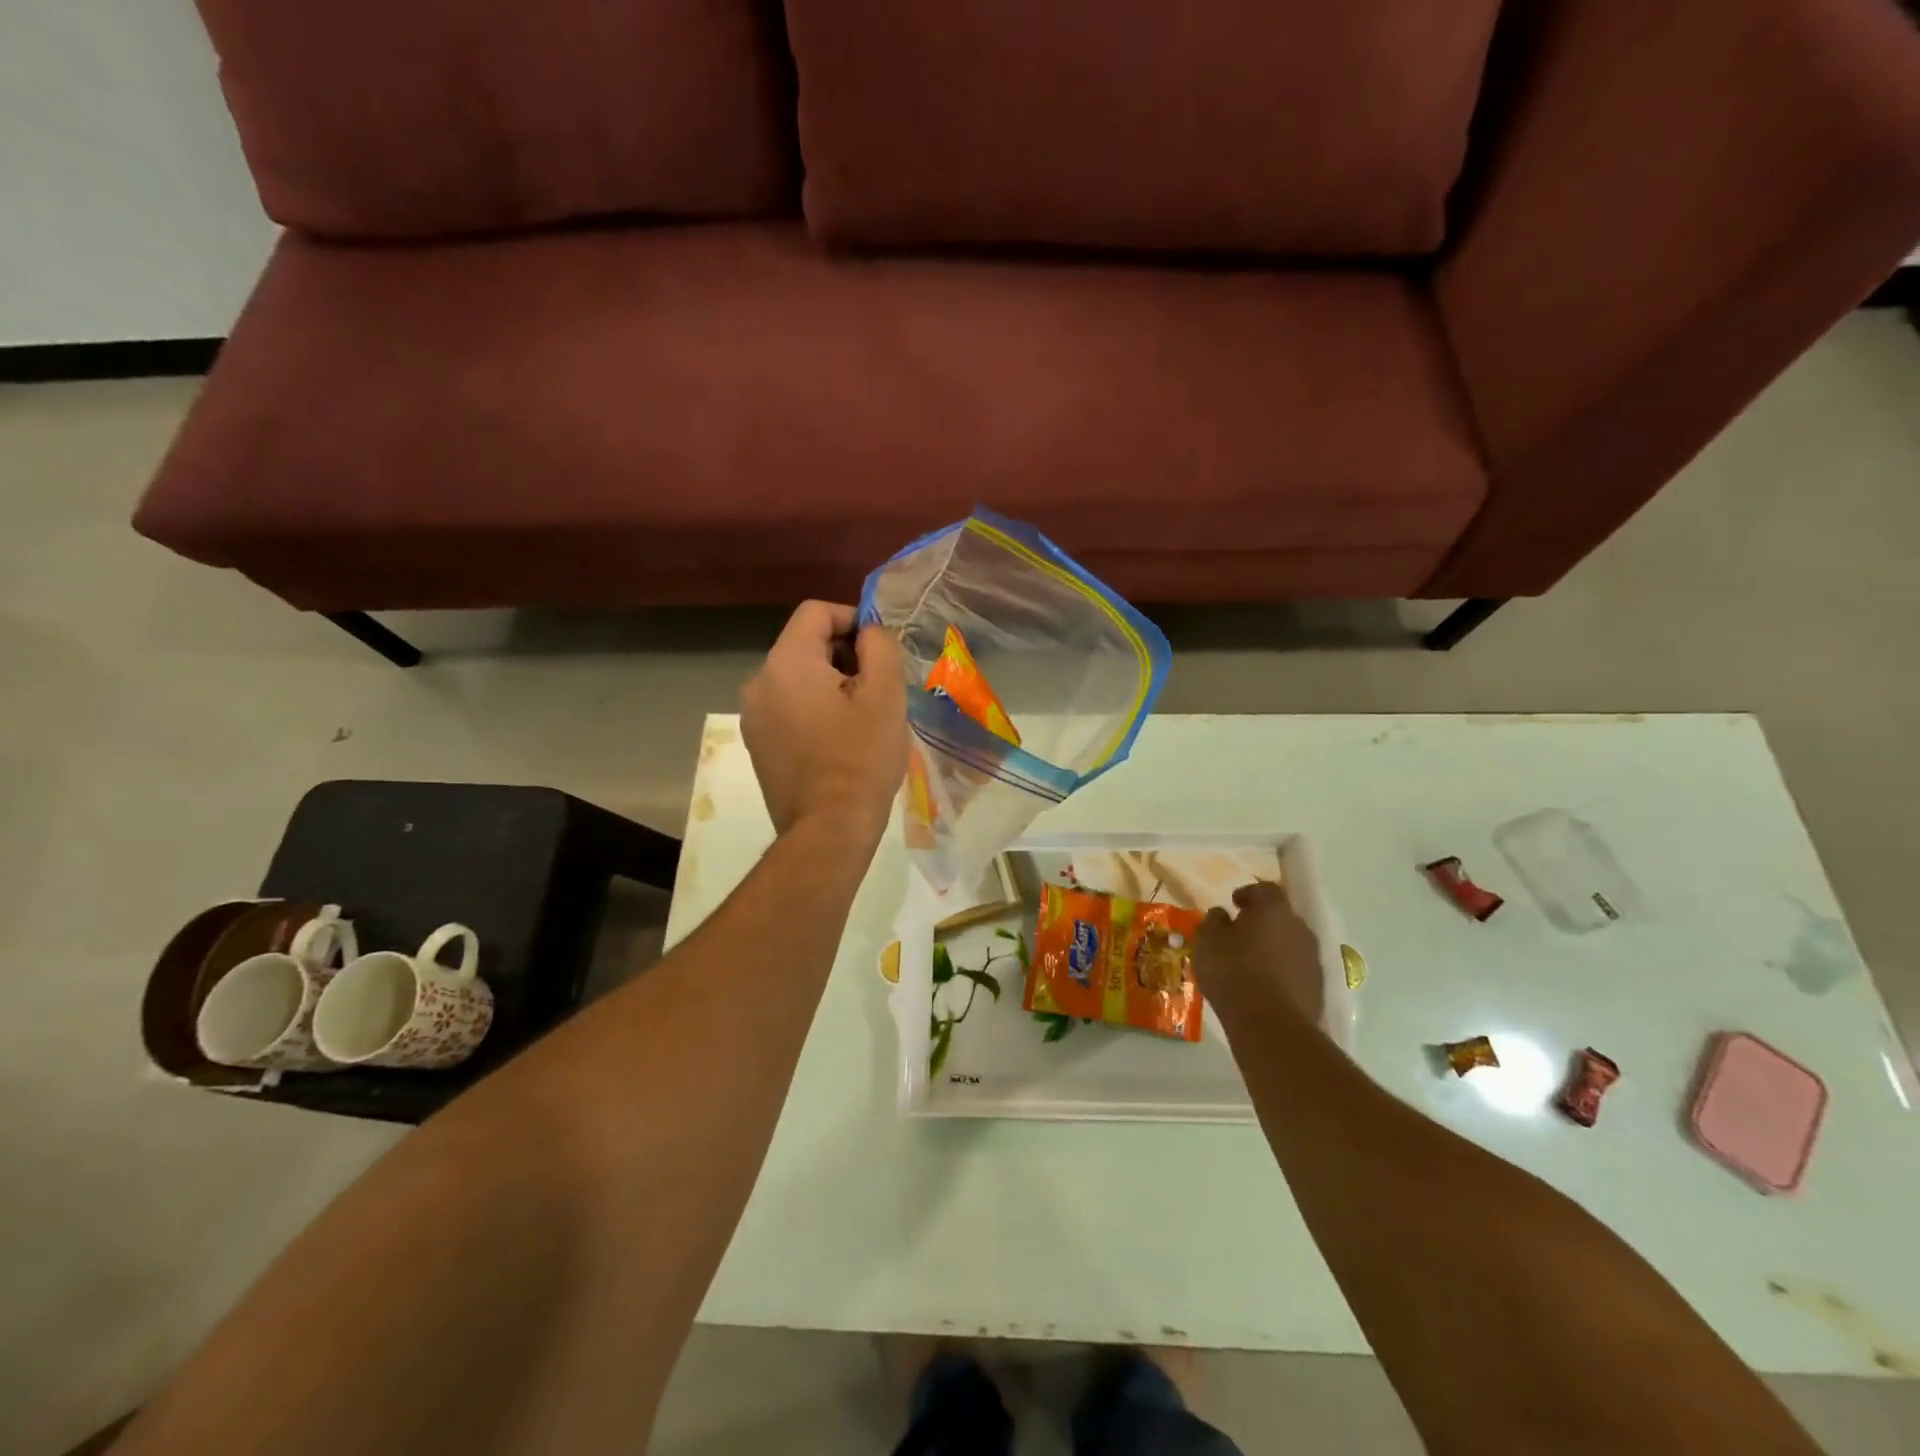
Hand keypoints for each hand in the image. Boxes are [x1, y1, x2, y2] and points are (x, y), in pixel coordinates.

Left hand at [741, 602, 908, 839]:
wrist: (828, 830)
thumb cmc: (861, 759)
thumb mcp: (885, 696)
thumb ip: (880, 646)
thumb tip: (869, 631)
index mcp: (786, 662)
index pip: (816, 613)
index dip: (853, 620)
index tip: (880, 650)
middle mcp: (759, 681)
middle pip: (804, 644)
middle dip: (844, 655)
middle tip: (878, 688)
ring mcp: (753, 716)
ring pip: (797, 678)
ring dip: (831, 684)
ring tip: (862, 717)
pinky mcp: (757, 744)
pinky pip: (788, 707)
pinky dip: (813, 709)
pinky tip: (839, 740)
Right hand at [1193, 881, 1324, 1028]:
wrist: (1271, 1025)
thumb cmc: (1233, 971)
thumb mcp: (1207, 941)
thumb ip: (1213, 921)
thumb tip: (1221, 914)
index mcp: (1273, 909)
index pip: (1264, 889)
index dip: (1248, 893)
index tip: (1233, 903)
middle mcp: (1299, 928)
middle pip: (1280, 917)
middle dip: (1262, 922)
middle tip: (1240, 932)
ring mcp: (1313, 958)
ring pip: (1290, 944)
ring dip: (1273, 948)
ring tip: (1250, 963)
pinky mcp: (1318, 987)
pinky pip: (1296, 970)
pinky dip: (1281, 972)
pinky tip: (1263, 986)